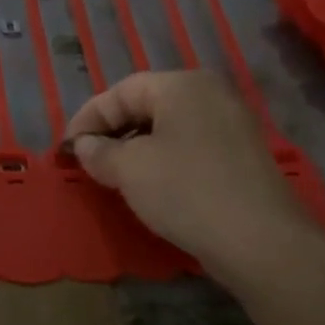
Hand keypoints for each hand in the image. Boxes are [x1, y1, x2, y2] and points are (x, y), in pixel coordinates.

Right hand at [67, 71, 317, 293]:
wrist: (258, 239)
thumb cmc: (185, 191)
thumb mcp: (130, 170)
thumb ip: (99, 152)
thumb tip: (84, 146)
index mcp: (182, 85)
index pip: (121, 91)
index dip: (87, 118)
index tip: (66, 149)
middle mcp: (210, 94)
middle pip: (147, 105)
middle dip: (111, 132)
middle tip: (87, 161)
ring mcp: (231, 125)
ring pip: (169, 128)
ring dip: (136, 148)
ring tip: (113, 177)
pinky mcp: (240, 156)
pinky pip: (190, 147)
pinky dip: (163, 160)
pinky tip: (151, 187)